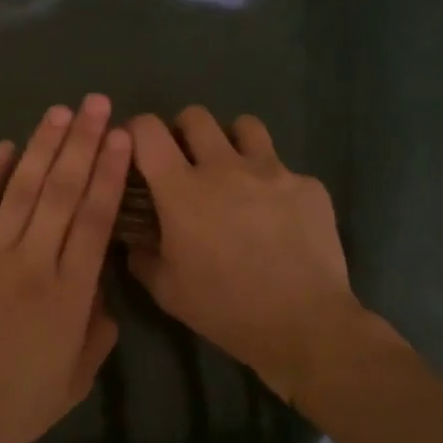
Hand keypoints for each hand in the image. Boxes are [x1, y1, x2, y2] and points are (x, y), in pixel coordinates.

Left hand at [0, 95, 130, 442]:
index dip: (110, 173)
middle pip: (62, 192)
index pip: (95, 219)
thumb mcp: (75, 380)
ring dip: (43, 147)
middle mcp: (33, 263)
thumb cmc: (15, 406)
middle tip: (97, 104)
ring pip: (22, 190)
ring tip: (60, 112)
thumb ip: (97, 331)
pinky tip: (4, 146)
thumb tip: (103, 289)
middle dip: (83, 143)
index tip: (121, 138)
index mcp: (69, 294)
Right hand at [126, 106, 363, 399]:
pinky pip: (285, 170)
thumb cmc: (225, 309)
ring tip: (235, 173)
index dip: (137, 130)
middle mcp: (224, 166)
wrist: (305, 326)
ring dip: (232, 142)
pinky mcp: (308, 185)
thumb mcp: (167, 291)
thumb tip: (134, 240)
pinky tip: (279, 218)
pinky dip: (275, 185)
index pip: (148, 130)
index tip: (139, 148)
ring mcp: (272, 171)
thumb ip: (142, 257)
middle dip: (185, 131)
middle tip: (188, 161)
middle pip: (196, 116)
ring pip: (245, 126)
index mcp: (182, 189)